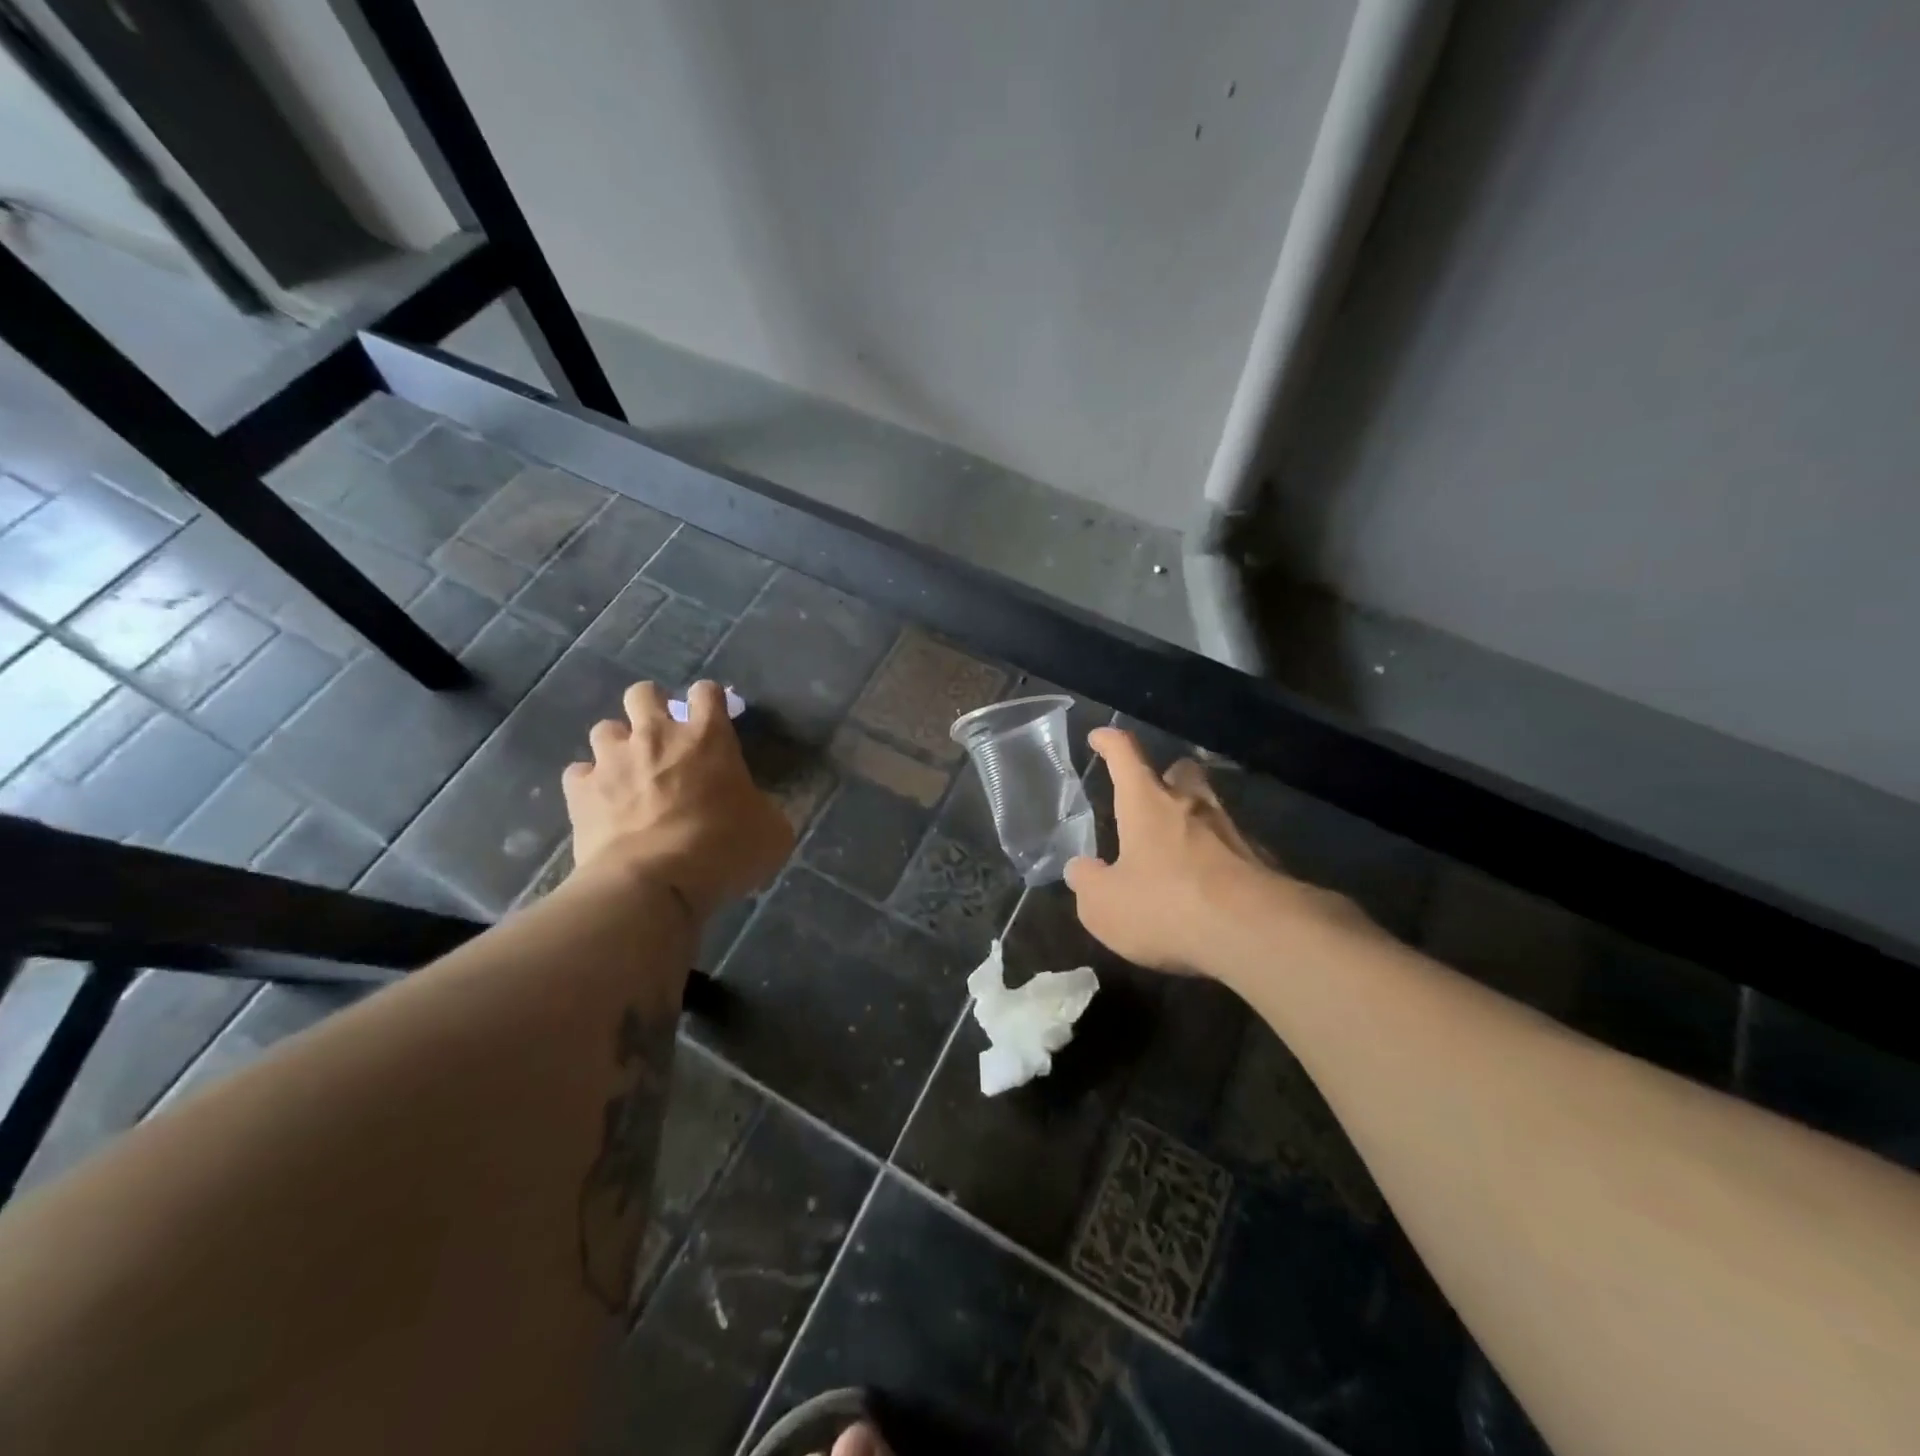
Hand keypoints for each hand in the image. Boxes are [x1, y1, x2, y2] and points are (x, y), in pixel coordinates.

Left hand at [562, 681, 792, 919]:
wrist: (653, 883)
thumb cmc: (723, 850)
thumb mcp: (772, 832)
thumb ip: (765, 808)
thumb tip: (760, 809)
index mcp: (708, 737)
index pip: (707, 692)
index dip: (709, 699)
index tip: (713, 716)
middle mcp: (657, 735)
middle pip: (644, 693)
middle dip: (651, 706)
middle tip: (662, 734)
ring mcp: (614, 760)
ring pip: (605, 728)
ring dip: (617, 745)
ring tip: (627, 769)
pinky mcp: (581, 790)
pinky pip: (580, 773)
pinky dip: (590, 783)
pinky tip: (600, 801)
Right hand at [1064, 728, 1358, 976]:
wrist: (1256, 933)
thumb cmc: (1166, 906)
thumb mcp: (1105, 905)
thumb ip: (1087, 883)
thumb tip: (1080, 869)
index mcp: (1147, 803)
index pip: (1126, 755)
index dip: (1110, 742)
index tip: (1099, 737)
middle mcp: (1191, 805)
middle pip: (1181, 771)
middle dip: (1166, 775)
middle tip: (1152, 794)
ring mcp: (1232, 831)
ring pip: (1210, 808)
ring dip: (1193, 819)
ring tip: (1177, 846)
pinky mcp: (1261, 862)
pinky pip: (1233, 848)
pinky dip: (1217, 857)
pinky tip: (1209, 884)